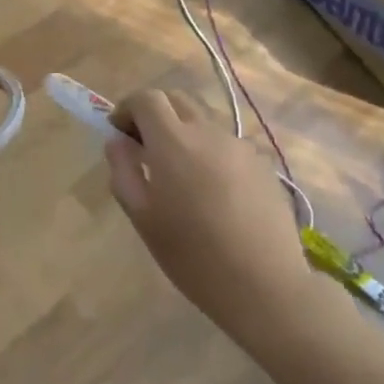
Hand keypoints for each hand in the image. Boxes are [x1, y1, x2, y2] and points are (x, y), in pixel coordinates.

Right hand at [105, 89, 313, 345]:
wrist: (265, 284)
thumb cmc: (193, 256)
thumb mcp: (143, 218)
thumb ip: (124, 172)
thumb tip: (117, 142)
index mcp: (173, 142)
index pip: (147, 98)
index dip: (127, 108)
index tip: (119, 133)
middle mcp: (208, 132)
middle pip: (176, 99)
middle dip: (155, 114)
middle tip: (144, 148)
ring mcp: (239, 145)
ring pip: (203, 121)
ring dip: (183, 133)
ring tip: (179, 176)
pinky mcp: (262, 163)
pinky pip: (226, 144)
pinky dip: (209, 152)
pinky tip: (212, 192)